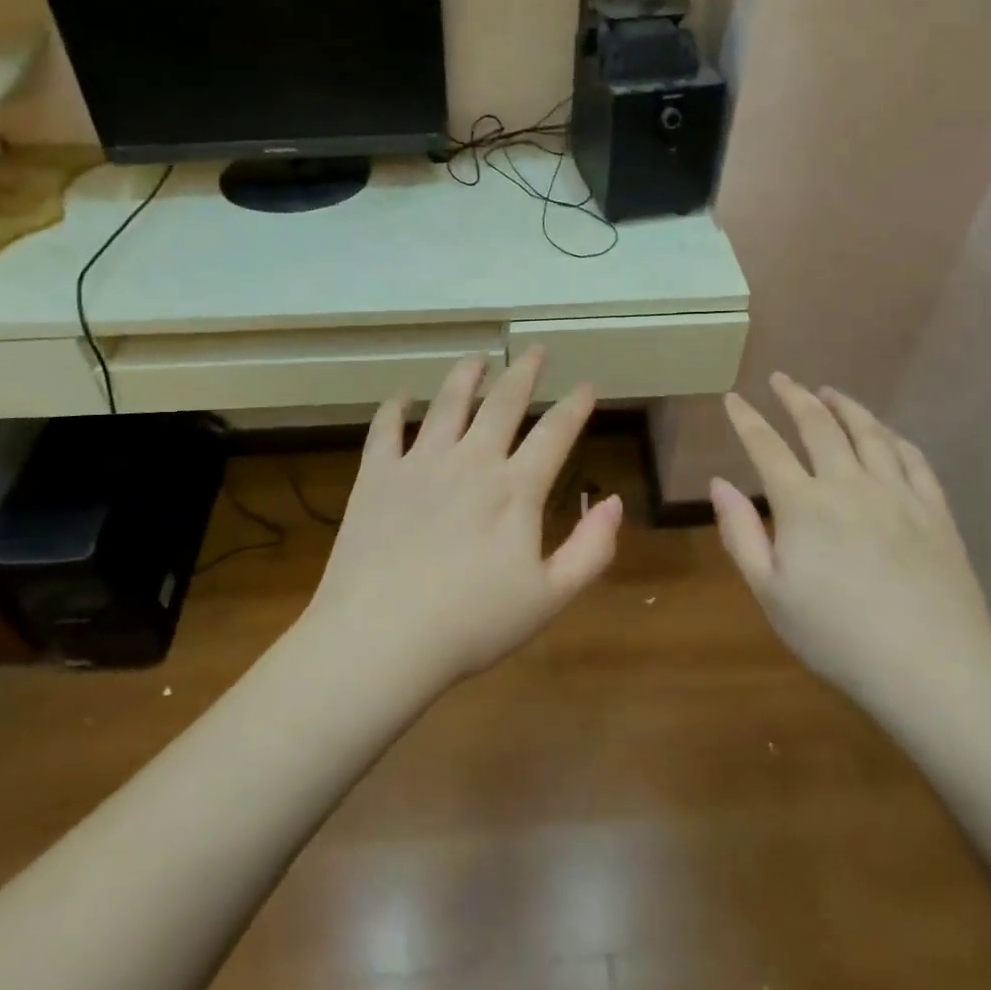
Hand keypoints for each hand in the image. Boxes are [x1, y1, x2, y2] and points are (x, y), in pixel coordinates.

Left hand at [302, 347, 623, 692]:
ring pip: (448, 403)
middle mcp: (471, 461)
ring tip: (477, 357)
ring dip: (466, 375)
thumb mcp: (548, 598)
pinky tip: (401, 398)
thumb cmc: (471, 625)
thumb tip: (614, 502)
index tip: (586, 384)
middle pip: (503, 402)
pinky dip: (394, 409)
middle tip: (535, 350)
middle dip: (524, 371)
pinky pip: (385, 429)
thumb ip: (590, 550)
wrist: (380, 639)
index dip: (575, 405)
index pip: (555, 432)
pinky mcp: (376, 475)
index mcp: (515, 489)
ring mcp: (420, 463)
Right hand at [711, 374, 990, 722]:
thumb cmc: (837, 636)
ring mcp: (898, 494)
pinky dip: (893, 437)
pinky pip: (913, 458)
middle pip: (819, 425)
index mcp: (803, 504)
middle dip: (795, 397)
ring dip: (845, 406)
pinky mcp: (935, 511)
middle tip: (781, 379)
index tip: (732, 398)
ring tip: (830, 392)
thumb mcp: (770, 593)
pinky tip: (886, 433)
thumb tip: (718, 483)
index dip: (746, 419)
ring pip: (869, 433)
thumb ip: (740, 533)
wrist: (932, 669)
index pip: (766, 446)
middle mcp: (849, 484)